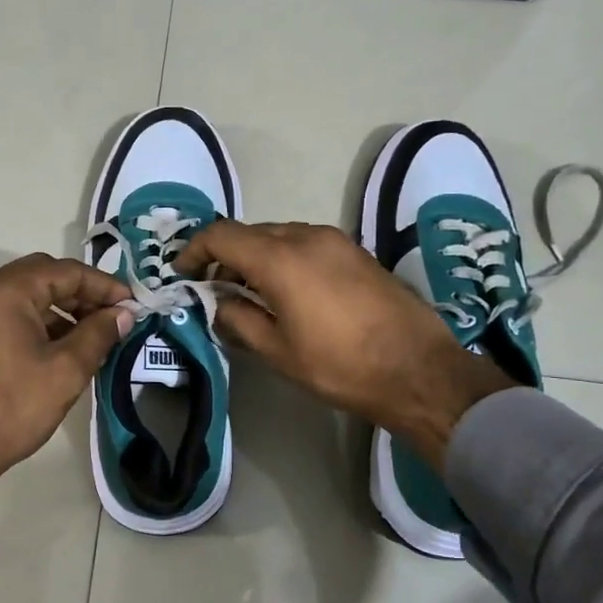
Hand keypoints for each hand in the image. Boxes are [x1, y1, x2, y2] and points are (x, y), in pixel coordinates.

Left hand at [0, 254, 132, 564]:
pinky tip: (60, 348)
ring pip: (25, 296)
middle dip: (82, 294)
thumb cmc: (10, 407)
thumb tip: (123, 314)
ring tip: (93, 336)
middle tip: (114, 317)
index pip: (66, 271)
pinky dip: (37, 322)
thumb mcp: (66, 371)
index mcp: (5, 290)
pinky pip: (8, 314)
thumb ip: (99, 334)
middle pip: (43, 277)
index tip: (132, 304)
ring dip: (60, 309)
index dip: (104, 285)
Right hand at [175, 221, 513, 467]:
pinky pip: (305, 243)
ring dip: (256, 256)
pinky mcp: (355, 251)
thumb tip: (220, 303)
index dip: (194, 250)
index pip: (221, 235)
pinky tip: (287, 291)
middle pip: (250, 232)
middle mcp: (306, 236)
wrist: (419, 369)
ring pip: (278, 235)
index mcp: (280, 259)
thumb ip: (238, 320)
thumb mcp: (278, 352)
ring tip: (250, 293)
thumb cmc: (341, 366)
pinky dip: (284, 258)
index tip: (183, 273)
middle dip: (225, 256)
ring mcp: (335, 240)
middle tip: (214, 289)